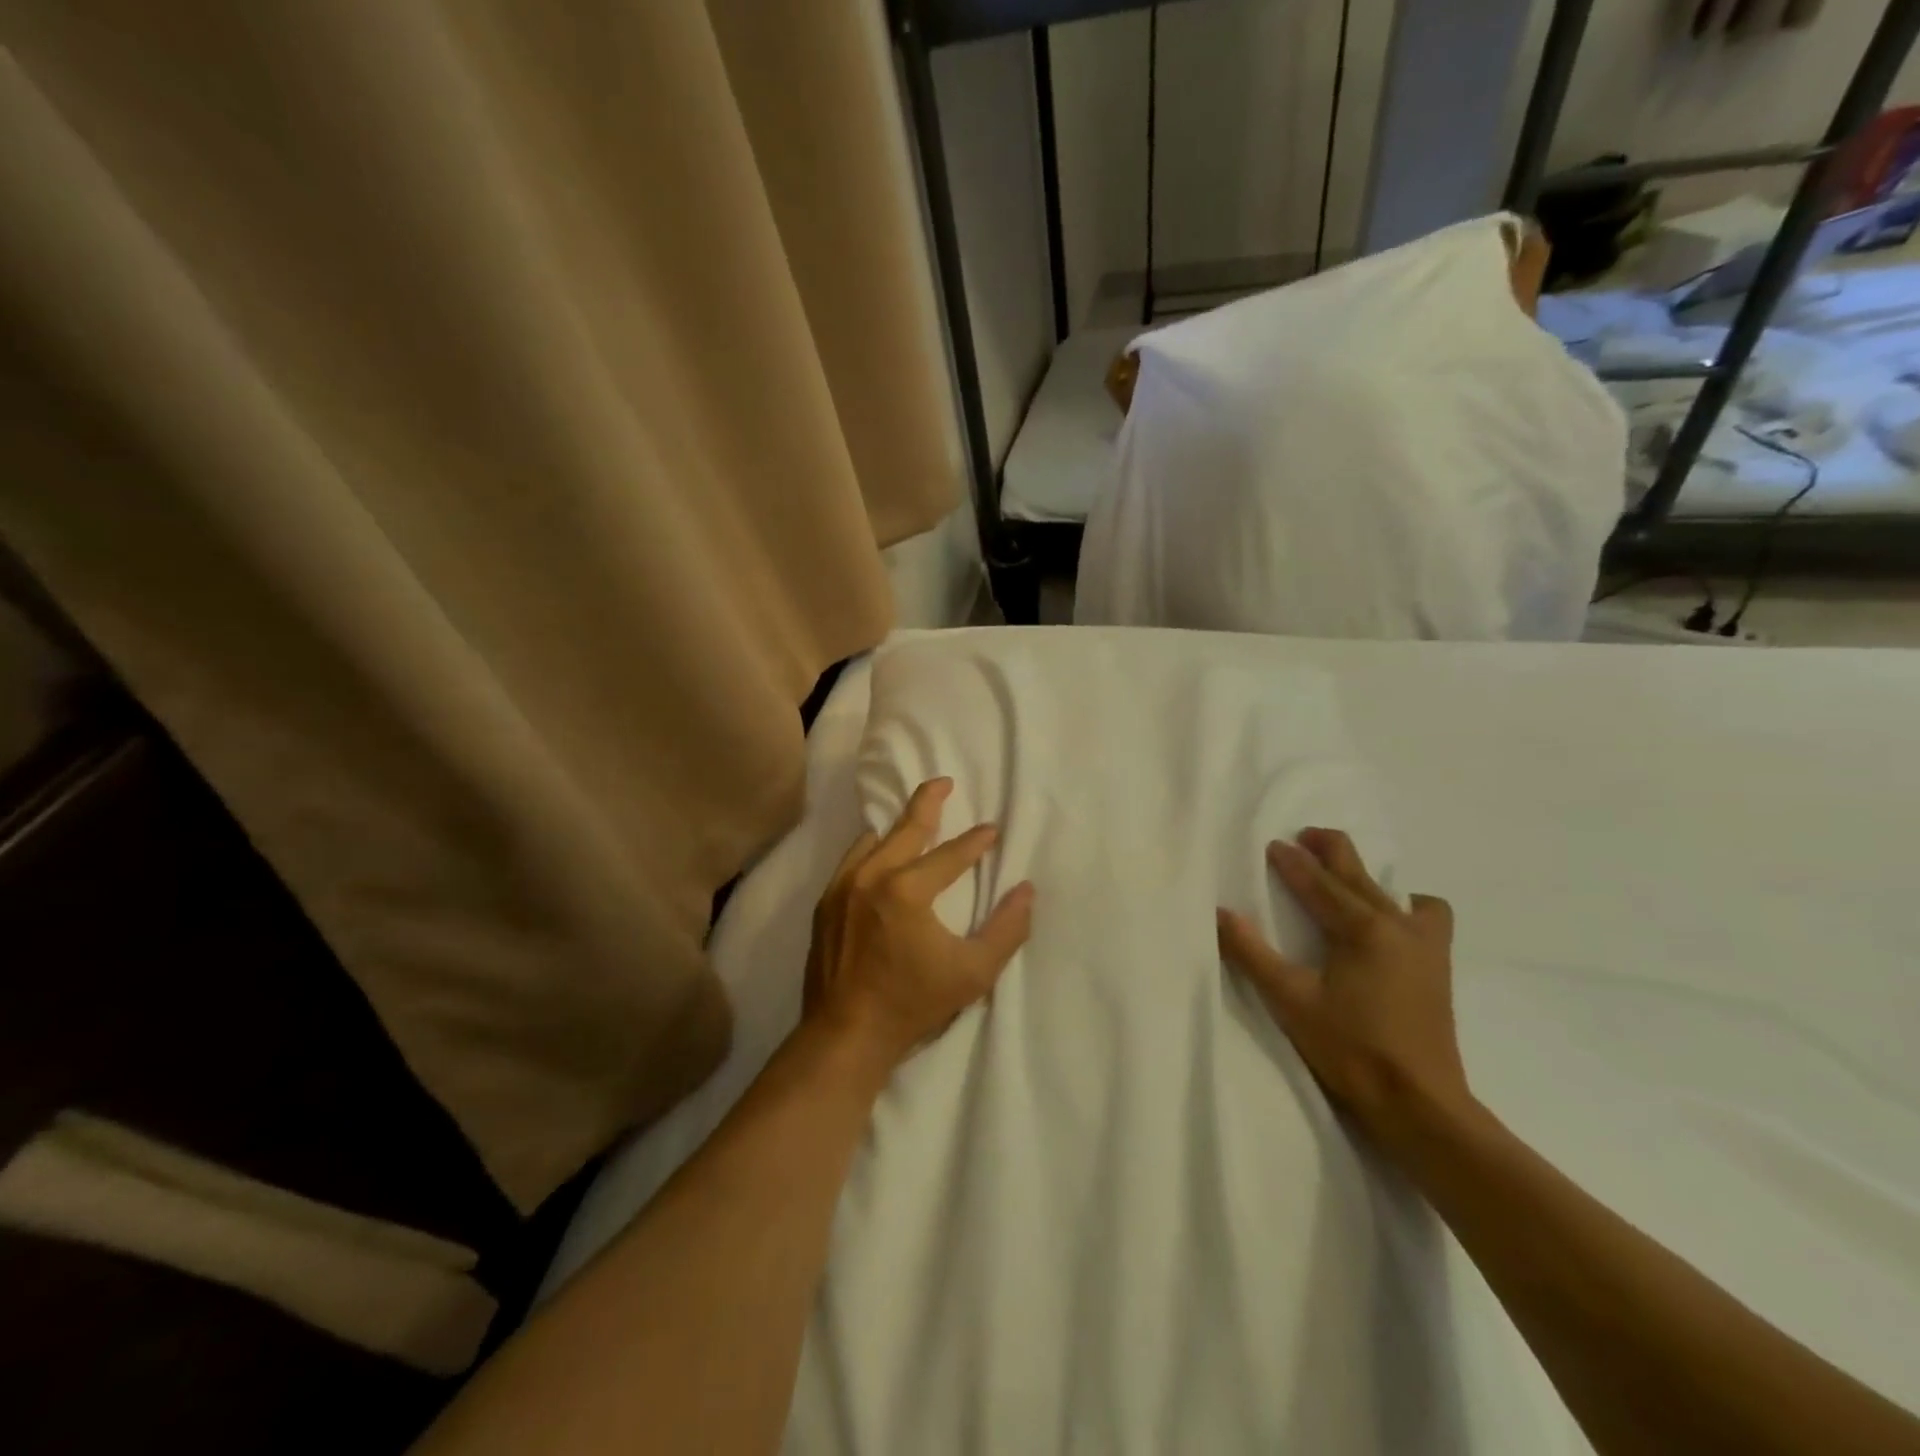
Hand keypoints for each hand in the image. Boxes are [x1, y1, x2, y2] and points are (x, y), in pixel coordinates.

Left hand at [806, 778, 1034, 1074]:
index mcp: (906, 890)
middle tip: (943, 783)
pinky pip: (851, 861)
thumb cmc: (913, 1004)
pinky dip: (870, 849)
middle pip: (904, 829)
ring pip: (872, 841)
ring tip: (912, 817)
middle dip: (927, 803)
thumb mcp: (974, 973)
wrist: (845, 1035)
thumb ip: (1007, 929)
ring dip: (896, 826)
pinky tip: (877, 853)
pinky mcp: (825, 904)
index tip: (992, 831)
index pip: (949, 855)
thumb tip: (1026, 891)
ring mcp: (841, 888)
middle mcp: (870, 877)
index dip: (975, 842)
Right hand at [1217, 829, 1472, 1149]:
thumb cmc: (1350, 1049)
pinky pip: (1427, 917)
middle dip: (1329, 851)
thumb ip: (1251, 952)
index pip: (1318, 883)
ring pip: (1393, 891)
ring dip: (1364, 876)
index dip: (1292, 862)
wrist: (1419, 1104)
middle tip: (1305, 837)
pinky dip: (1408, 907)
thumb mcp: (1289, 1000)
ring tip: (1343, 879)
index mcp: (1361, 928)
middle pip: (1358, 874)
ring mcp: (1425, 946)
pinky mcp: (1437, 967)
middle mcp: (1397, 925)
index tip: (1271, 844)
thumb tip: (1220, 912)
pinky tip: (1392, 921)